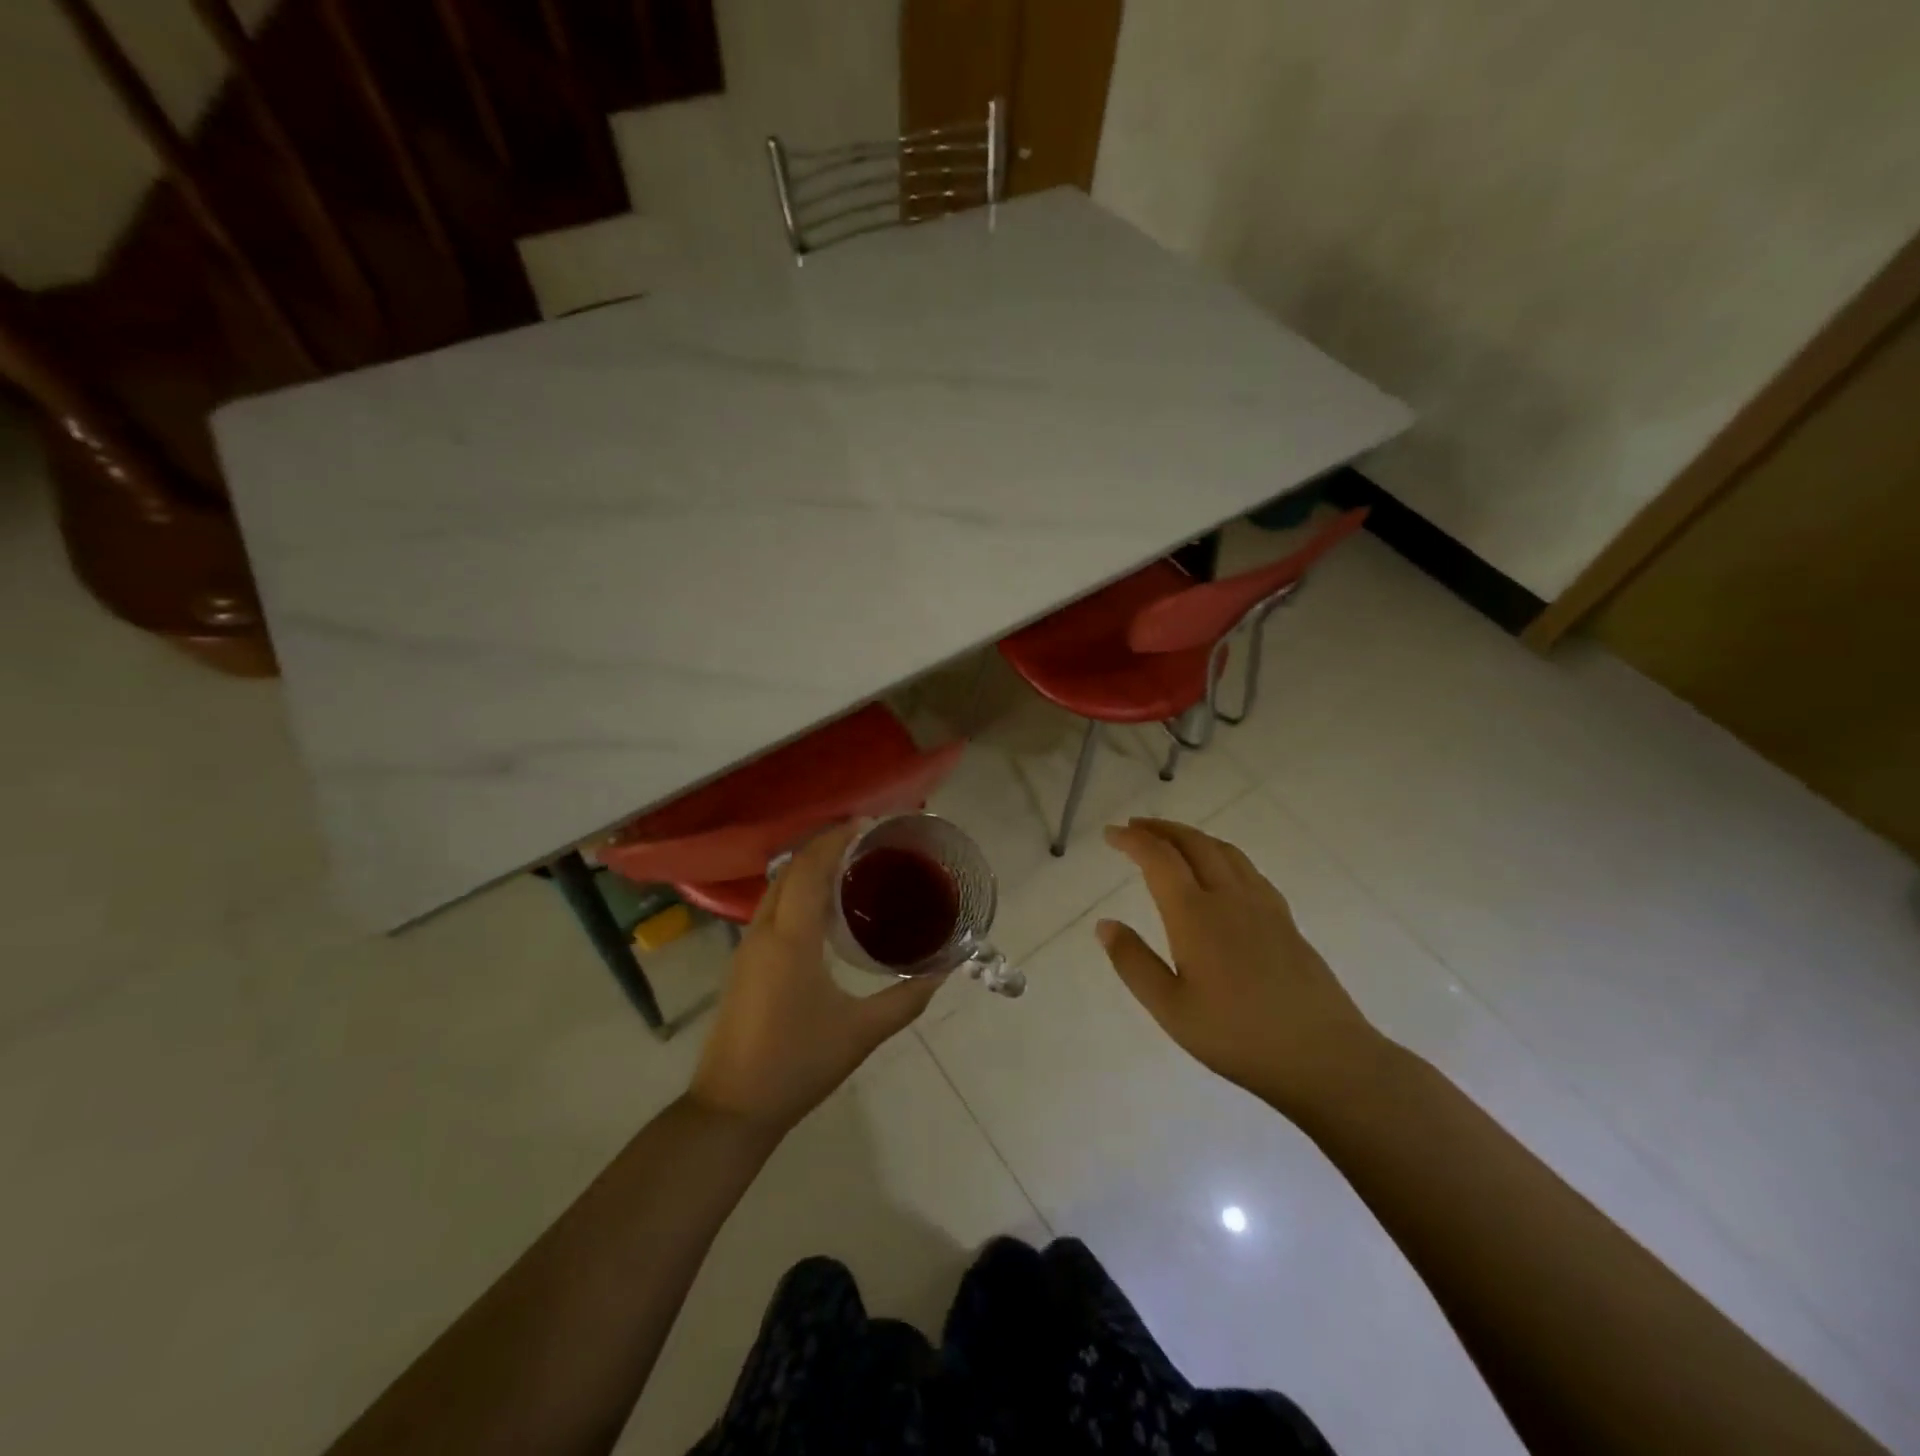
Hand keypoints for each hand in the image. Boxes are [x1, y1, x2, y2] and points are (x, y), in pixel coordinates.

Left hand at [688, 823, 944, 1134]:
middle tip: (867, 841)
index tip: (869, 823)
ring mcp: (747, 947)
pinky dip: (797, 891)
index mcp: (791, 938)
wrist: (732, 1108)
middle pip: (790, 869)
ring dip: (808, 868)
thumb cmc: (798, 1064)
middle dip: (824, 845)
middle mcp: (763, 931)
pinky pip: (772, 909)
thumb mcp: (862, 1032)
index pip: (810, 867)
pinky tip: (822, 909)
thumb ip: (906, 998)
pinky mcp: (743, 964)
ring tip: (850, 865)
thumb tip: (943, 970)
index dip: (836, 838)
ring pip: (777, 888)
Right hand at [1096, 818, 1383, 1113]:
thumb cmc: (1238, 1037)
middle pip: (1193, 843)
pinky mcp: (1285, 920)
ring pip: (1224, 850)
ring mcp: (1263, 906)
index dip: (1132, 840)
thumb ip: (1133, 962)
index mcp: (1195, 915)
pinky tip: (1221, 871)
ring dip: (1191, 836)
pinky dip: (1221, 854)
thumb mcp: (1170, 1009)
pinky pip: (1247, 868)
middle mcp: (1229, 897)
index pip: (1159, 859)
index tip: (1110, 833)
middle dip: (1160, 829)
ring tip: (1171, 840)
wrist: (1324, 1056)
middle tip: (1134, 827)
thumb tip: (1104, 924)